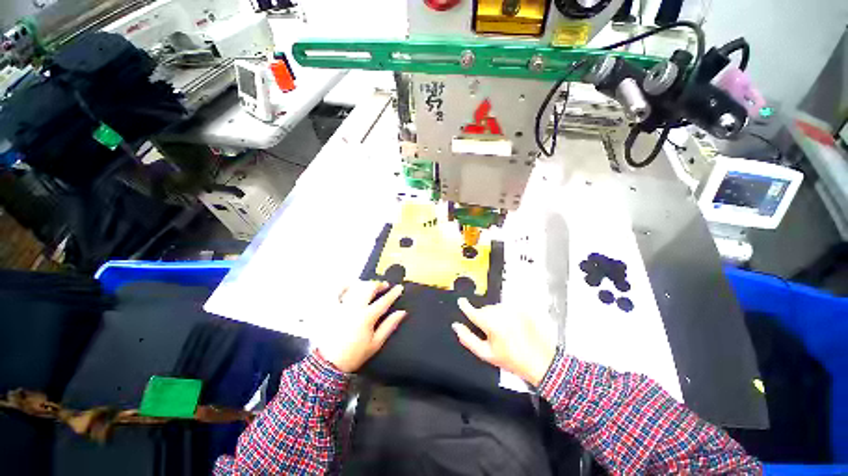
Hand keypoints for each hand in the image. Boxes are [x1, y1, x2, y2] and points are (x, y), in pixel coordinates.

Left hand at [317, 280, 405, 372]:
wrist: (328, 364)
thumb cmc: (354, 354)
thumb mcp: (376, 343)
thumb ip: (389, 325)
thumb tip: (402, 312)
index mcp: (367, 317)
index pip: (384, 301)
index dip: (393, 293)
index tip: (399, 288)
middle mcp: (354, 307)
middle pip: (369, 288)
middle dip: (379, 284)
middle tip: (384, 285)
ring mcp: (341, 306)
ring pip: (355, 286)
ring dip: (364, 284)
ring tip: (369, 286)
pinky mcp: (330, 307)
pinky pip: (336, 291)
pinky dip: (344, 286)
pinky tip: (350, 286)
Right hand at [452, 298, 555, 386]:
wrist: (540, 361)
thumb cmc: (513, 360)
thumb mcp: (486, 354)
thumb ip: (467, 338)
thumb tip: (457, 327)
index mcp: (490, 322)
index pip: (471, 310)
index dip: (464, 306)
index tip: (461, 302)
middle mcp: (501, 311)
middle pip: (484, 310)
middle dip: (484, 318)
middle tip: (491, 334)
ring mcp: (512, 309)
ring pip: (495, 308)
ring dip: (495, 316)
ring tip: (504, 333)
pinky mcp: (521, 309)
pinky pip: (507, 308)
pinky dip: (506, 315)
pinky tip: (512, 327)